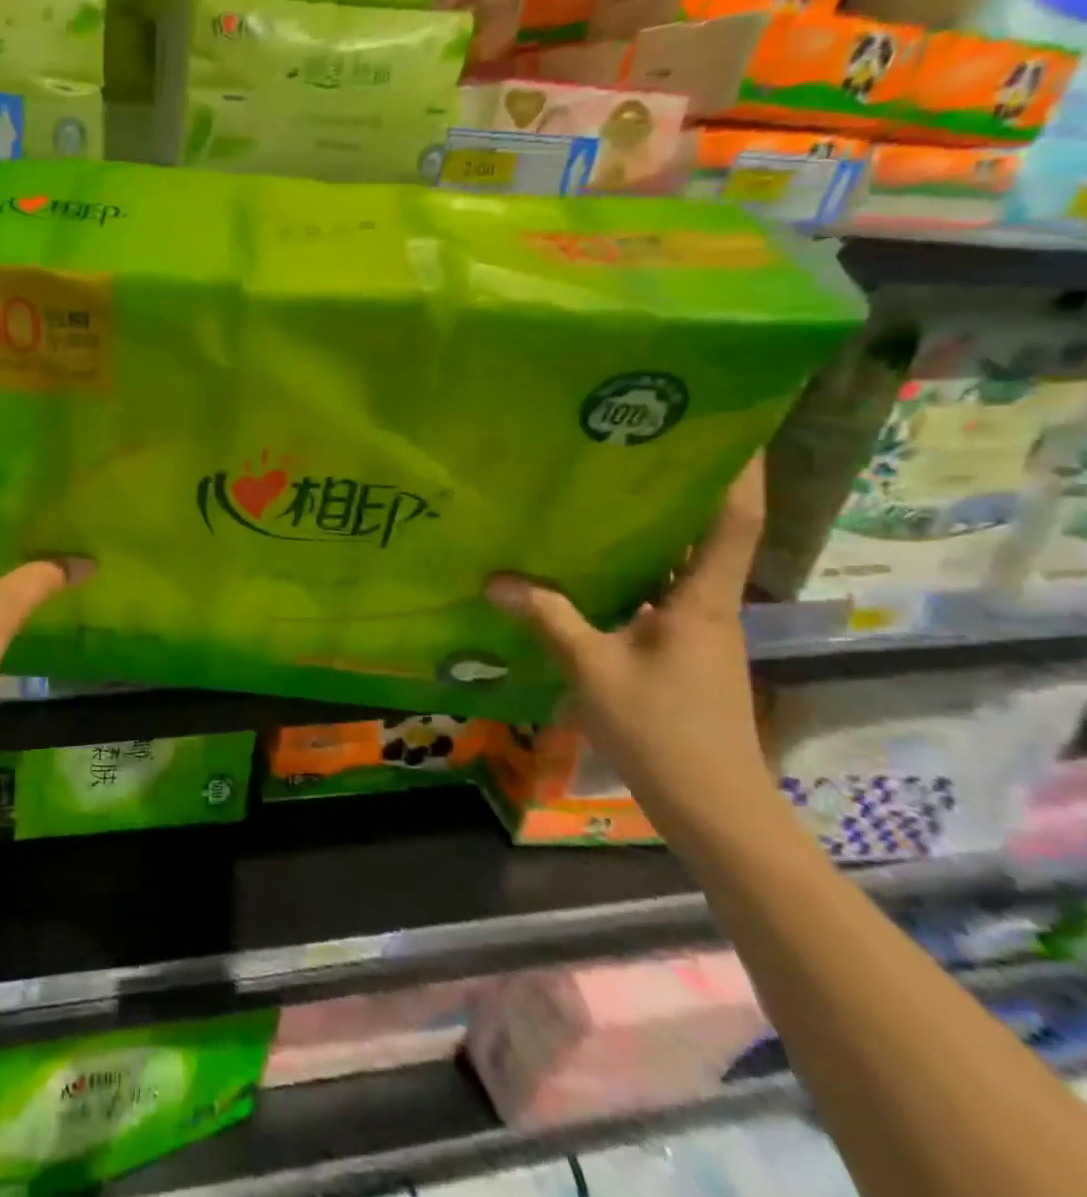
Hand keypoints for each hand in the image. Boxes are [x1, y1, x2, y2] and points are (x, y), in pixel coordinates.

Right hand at [484, 457, 773, 830]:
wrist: (713, 808)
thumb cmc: (661, 729)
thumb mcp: (592, 668)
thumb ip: (547, 618)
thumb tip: (496, 579)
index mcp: (703, 600)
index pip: (734, 522)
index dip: (739, 473)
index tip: (729, 427)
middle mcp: (709, 608)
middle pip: (706, 536)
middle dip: (680, 492)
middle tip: (632, 451)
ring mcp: (698, 634)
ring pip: (678, 569)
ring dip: (651, 536)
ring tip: (601, 501)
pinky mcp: (682, 656)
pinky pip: (658, 598)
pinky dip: (632, 577)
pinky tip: (588, 574)